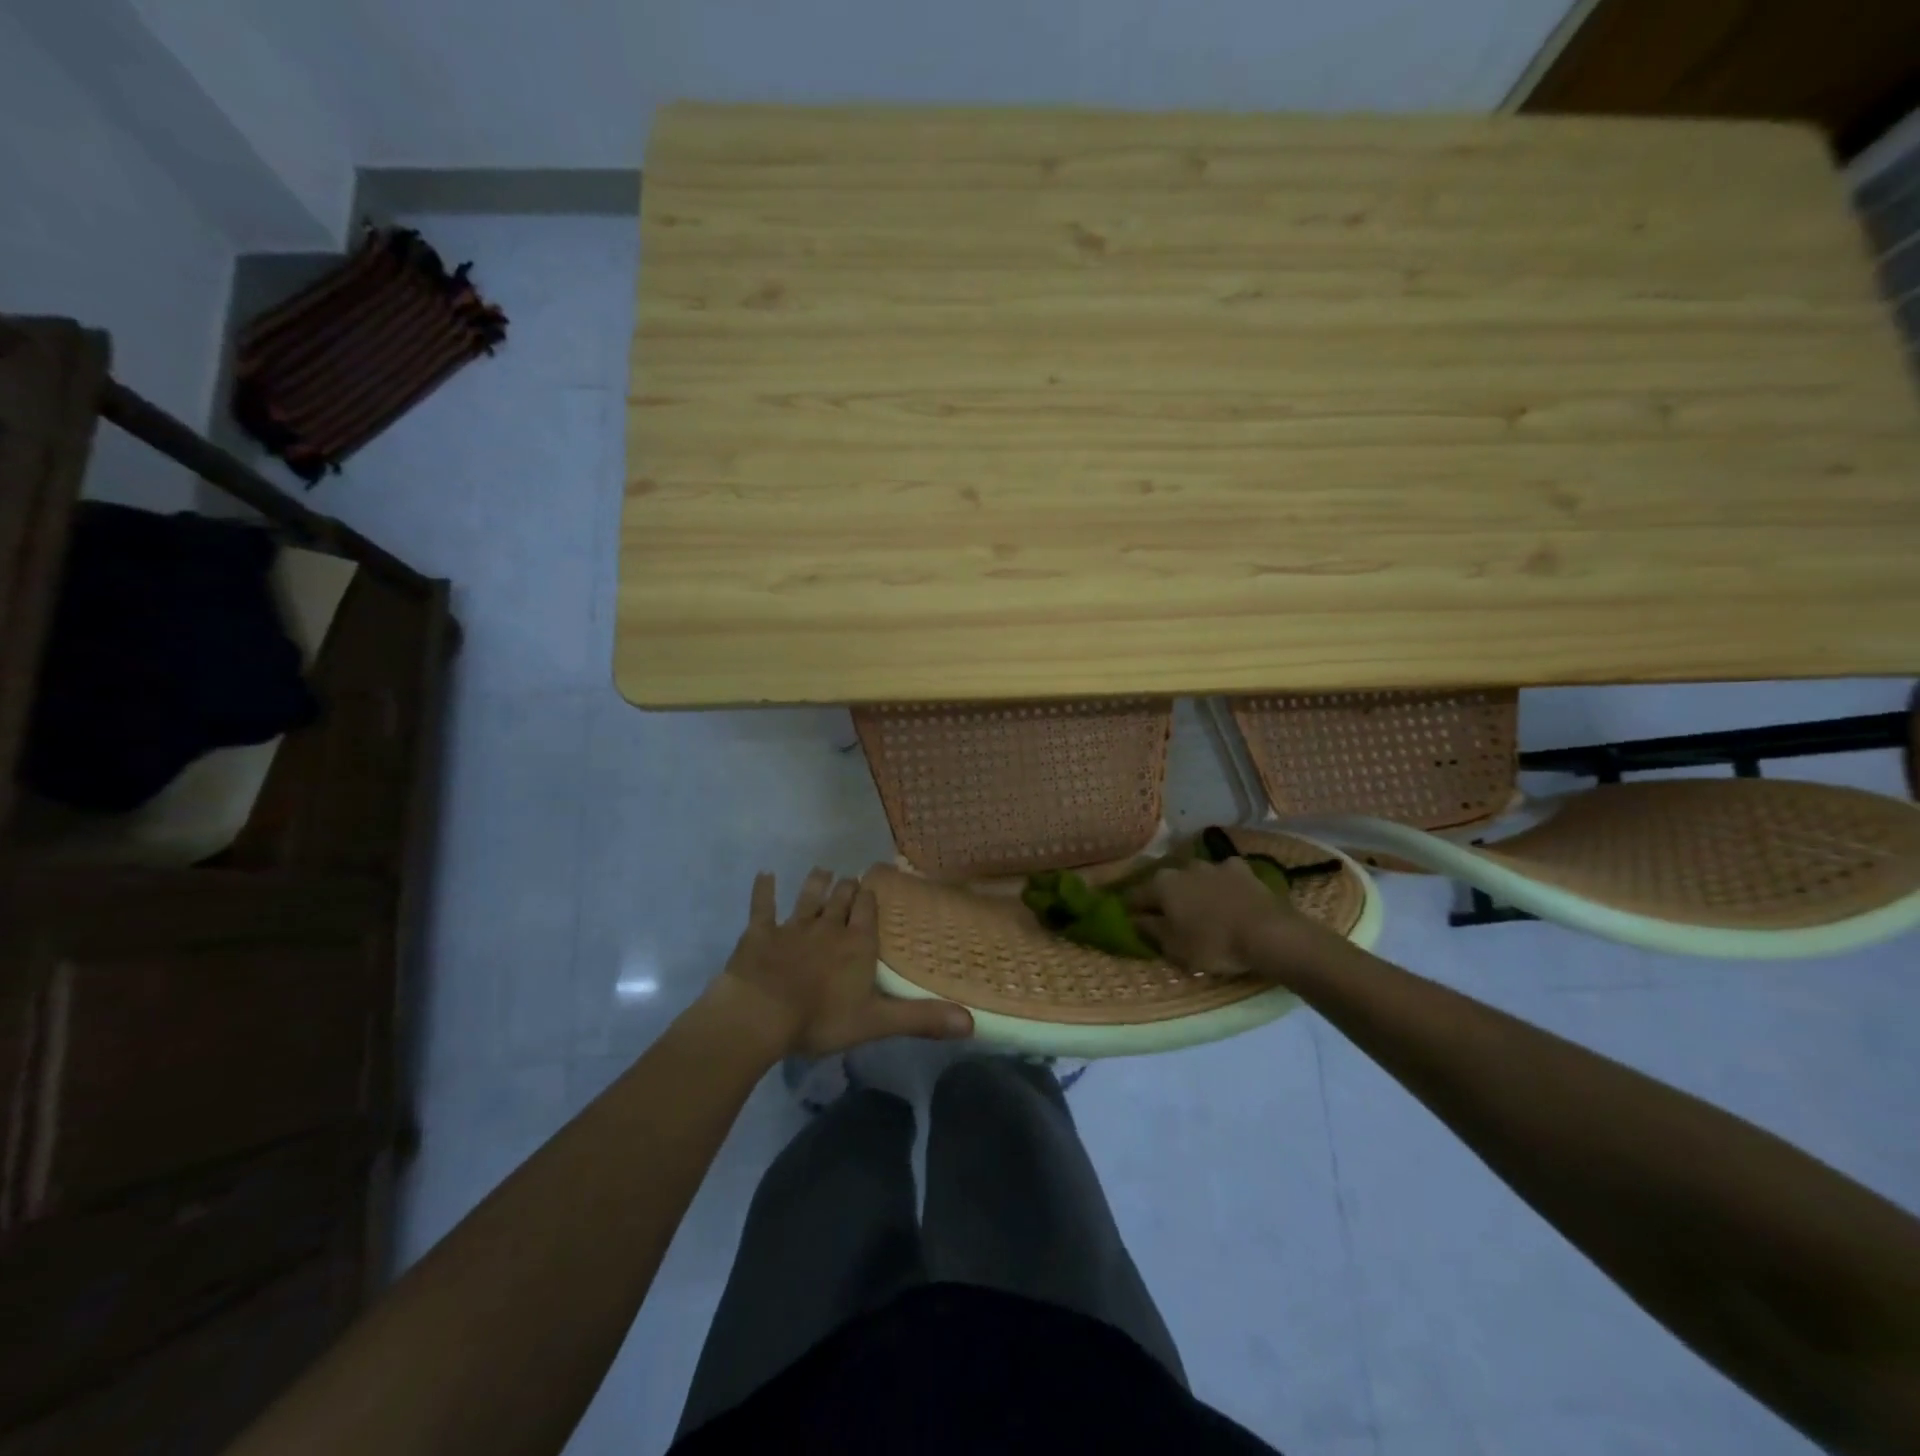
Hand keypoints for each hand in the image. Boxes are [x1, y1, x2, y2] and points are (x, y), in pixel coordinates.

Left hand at [711, 868, 973, 1058]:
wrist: (761, 1014)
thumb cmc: (821, 1019)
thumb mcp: (876, 1022)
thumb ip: (921, 1019)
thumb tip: (971, 1023)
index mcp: (857, 945)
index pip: (868, 913)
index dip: (871, 900)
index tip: (874, 886)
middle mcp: (828, 928)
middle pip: (841, 901)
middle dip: (847, 889)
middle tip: (851, 880)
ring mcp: (792, 928)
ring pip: (808, 898)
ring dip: (816, 884)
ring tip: (822, 871)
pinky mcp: (760, 934)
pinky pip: (762, 906)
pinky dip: (764, 890)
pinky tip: (764, 874)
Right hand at [1127, 857, 1330, 978]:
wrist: (1269, 934)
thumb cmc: (1214, 944)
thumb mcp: (1174, 947)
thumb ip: (1150, 930)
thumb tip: (1135, 918)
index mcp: (1162, 885)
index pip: (1134, 896)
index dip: (1130, 910)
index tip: (1130, 921)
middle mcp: (1183, 867)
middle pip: (1165, 883)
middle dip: (1164, 897)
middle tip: (1168, 917)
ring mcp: (1215, 865)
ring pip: (1195, 877)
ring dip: (1193, 889)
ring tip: (1200, 908)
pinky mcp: (1243, 870)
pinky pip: (1224, 876)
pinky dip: (1222, 886)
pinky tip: (1229, 898)